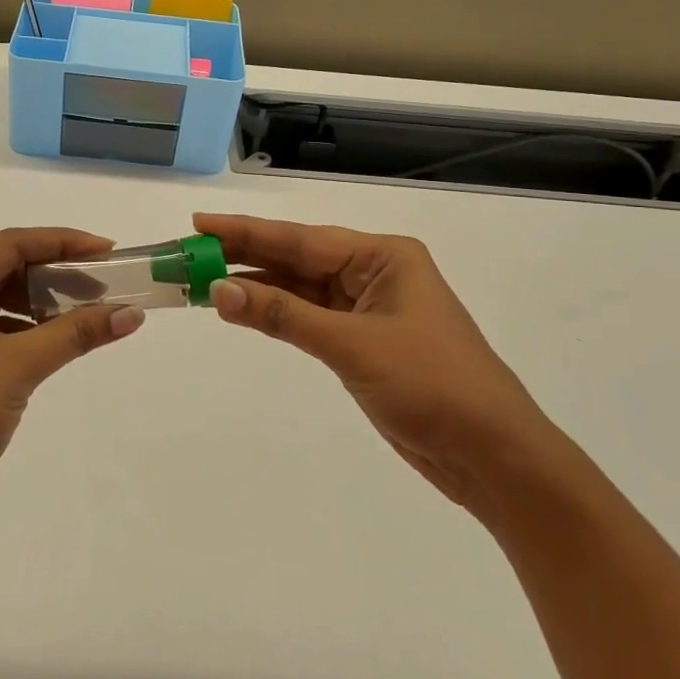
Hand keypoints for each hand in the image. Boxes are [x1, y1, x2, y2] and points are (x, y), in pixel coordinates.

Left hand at [0, 228, 144, 523]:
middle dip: (54, 274)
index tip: (107, 250)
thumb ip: (77, 332)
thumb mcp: (20, 365)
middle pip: (1, 268)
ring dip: (40, 302)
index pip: (8, 244)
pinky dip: (23, 328)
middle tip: (103, 281)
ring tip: (87, 309)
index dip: (62, 242)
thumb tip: (132, 313)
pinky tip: (55, 338)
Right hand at [194, 213, 553, 507]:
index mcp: (383, 257)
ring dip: (255, 287)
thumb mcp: (353, 345)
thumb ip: (283, 316)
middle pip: (296, 259)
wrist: (490, 455)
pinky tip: (241, 310)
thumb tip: (218, 289)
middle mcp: (374, 273)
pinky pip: (307, 318)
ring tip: (202, 279)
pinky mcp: (361, 342)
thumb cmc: (431, 386)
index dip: (246, 231)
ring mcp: (367, 308)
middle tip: (189, 250)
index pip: (300, 239)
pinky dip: (275, 315)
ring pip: (299, 289)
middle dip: (244, 255)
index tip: (199, 222)